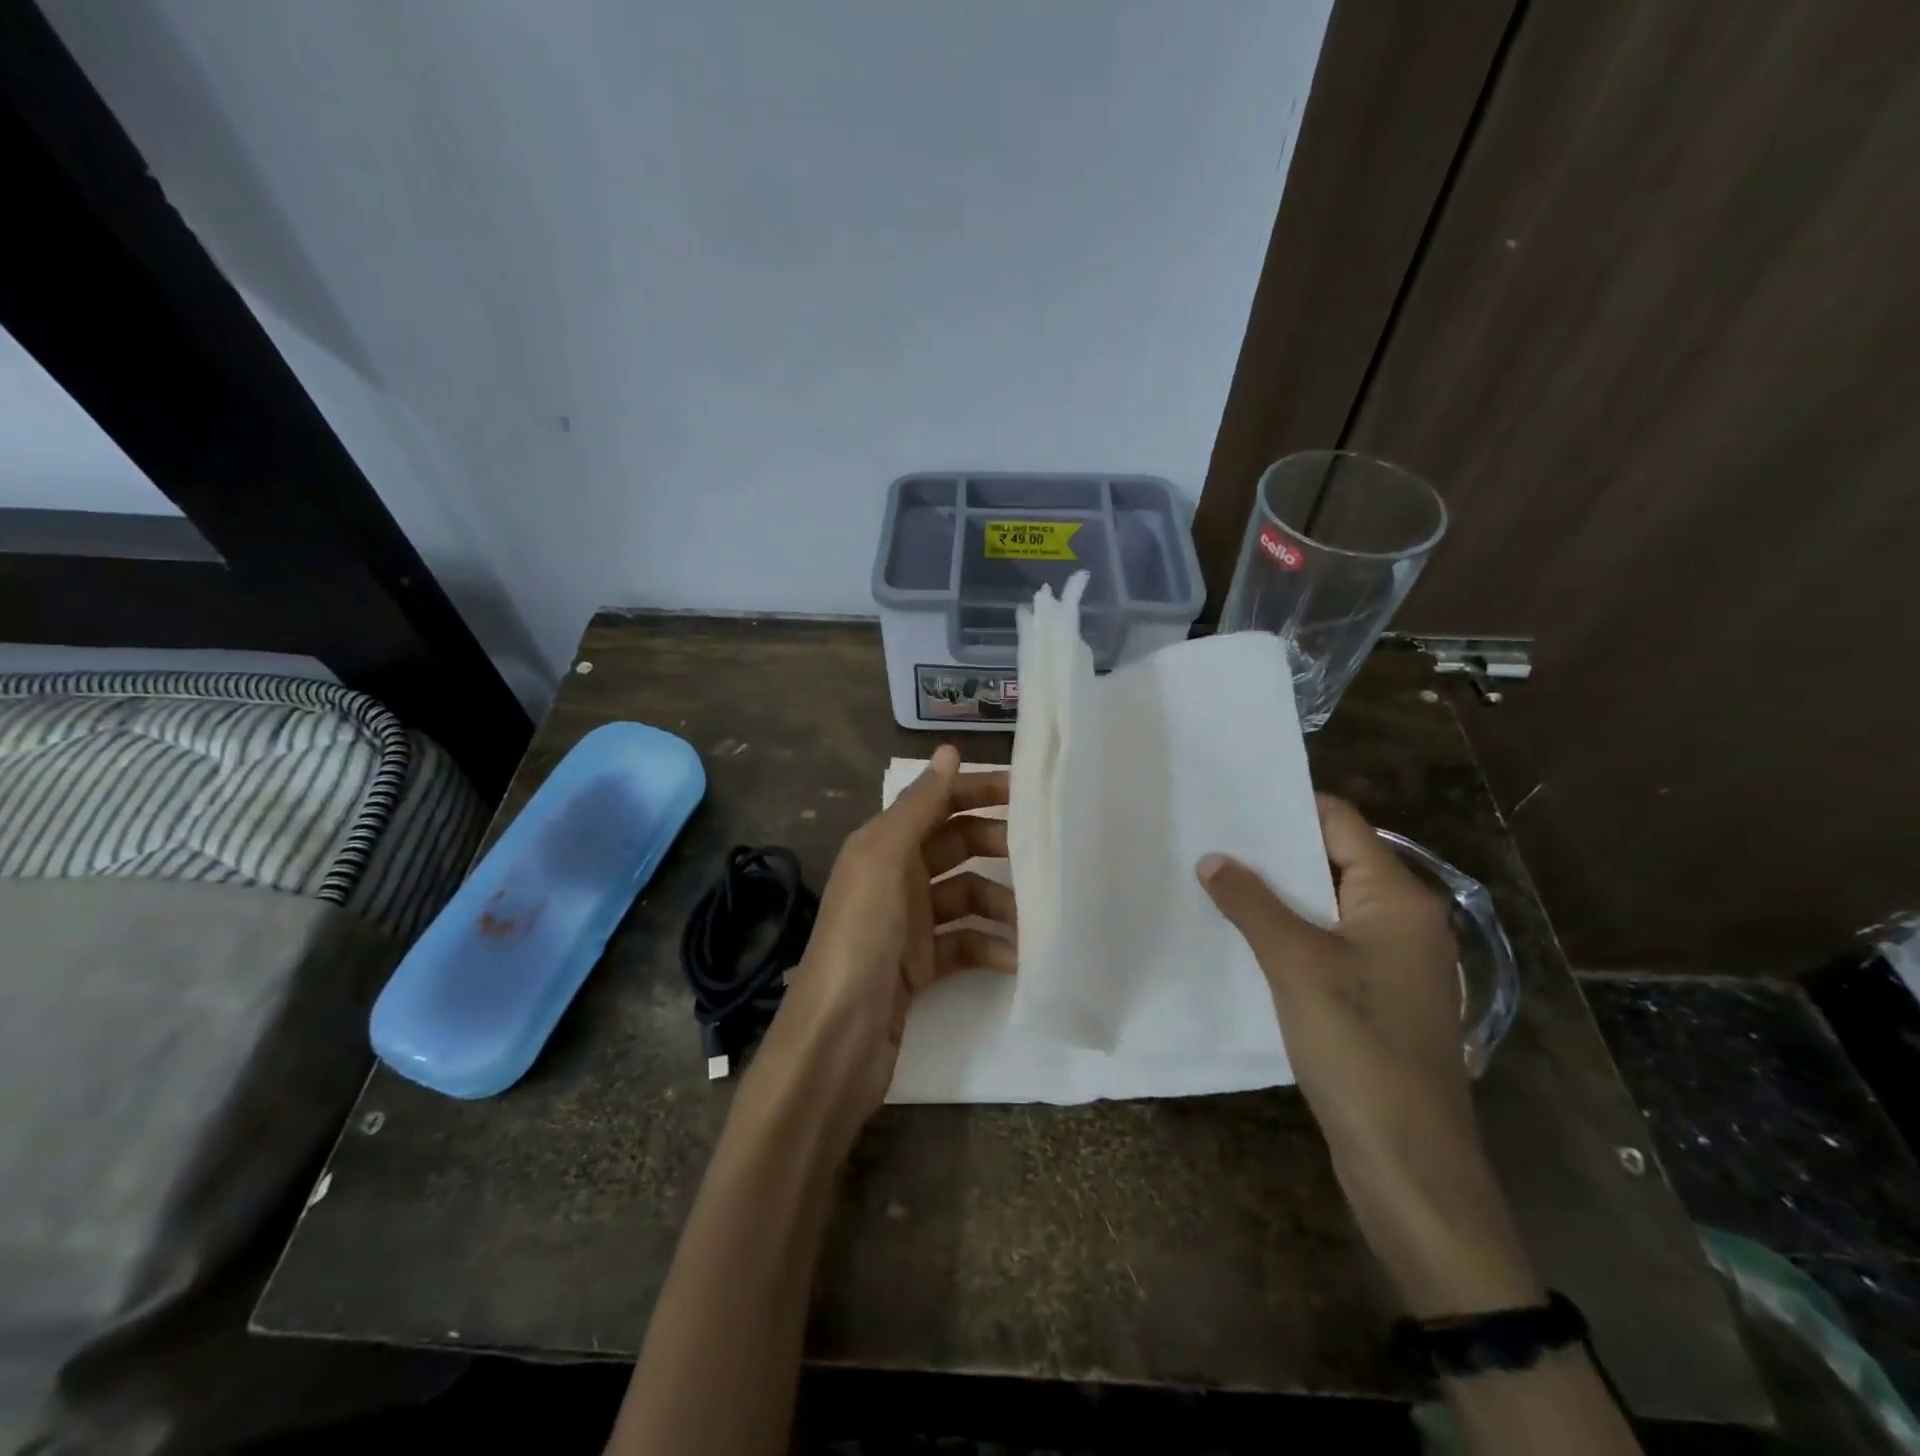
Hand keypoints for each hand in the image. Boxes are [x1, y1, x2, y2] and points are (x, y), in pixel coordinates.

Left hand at [759, 745, 1015, 1130]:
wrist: (836, 1040)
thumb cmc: (861, 939)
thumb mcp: (884, 860)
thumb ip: (919, 806)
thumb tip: (949, 751)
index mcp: (881, 846)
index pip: (935, 803)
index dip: (975, 791)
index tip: (1024, 791)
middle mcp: (893, 878)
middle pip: (954, 847)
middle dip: (994, 845)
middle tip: (1038, 854)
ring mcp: (906, 926)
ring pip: (964, 897)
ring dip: (998, 903)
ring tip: (1031, 918)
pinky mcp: (919, 968)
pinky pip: (963, 944)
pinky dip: (988, 947)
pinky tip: (1013, 959)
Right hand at [1197, 795, 1541, 1316]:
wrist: (1407, 1161)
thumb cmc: (1359, 1047)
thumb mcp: (1296, 965)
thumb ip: (1252, 904)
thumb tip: (1212, 859)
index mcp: (1398, 899)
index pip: (1342, 824)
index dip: (1288, 805)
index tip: (1232, 797)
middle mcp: (1402, 920)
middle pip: (1333, 860)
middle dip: (1273, 849)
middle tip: (1211, 834)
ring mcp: (1391, 961)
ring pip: (1325, 904)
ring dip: (1276, 893)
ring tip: (1214, 876)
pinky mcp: (1375, 996)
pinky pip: (1326, 942)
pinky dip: (1287, 930)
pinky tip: (1241, 932)